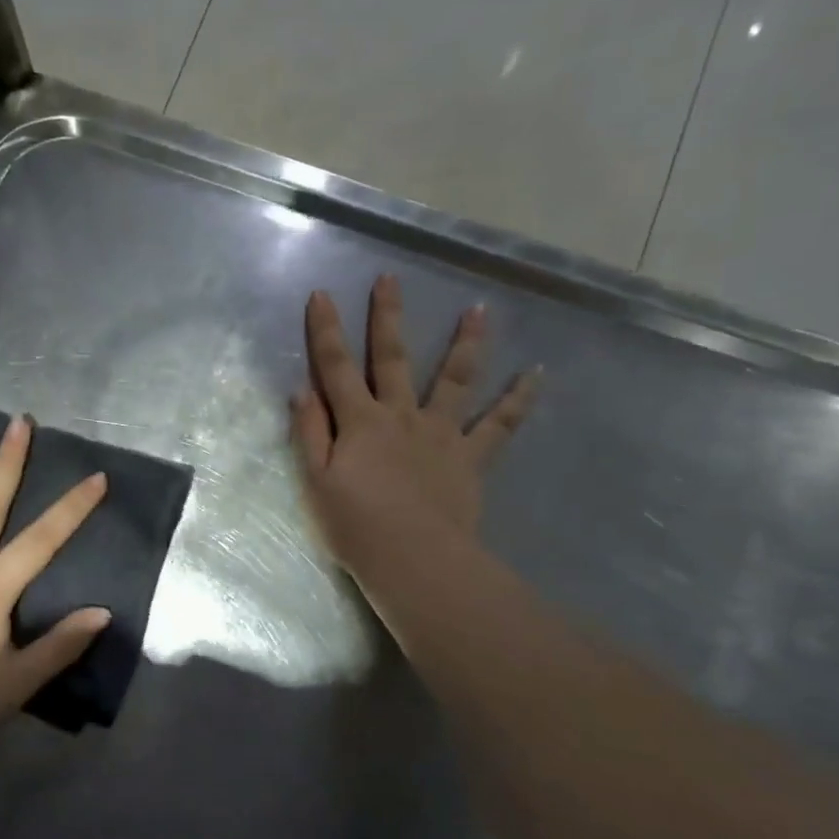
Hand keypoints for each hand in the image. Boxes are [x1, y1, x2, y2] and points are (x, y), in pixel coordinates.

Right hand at [291, 275, 538, 590]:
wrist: (415, 560)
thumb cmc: (356, 526)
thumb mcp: (316, 483)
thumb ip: (310, 434)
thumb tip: (302, 391)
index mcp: (360, 422)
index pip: (336, 368)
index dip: (326, 331)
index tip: (321, 294)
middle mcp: (401, 415)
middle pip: (392, 359)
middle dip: (388, 317)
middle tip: (390, 279)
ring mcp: (441, 433)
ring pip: (454, 379)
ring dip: (466, 342)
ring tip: (480, 310)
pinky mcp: (471, 456)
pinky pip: (501, 424)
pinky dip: (519, 399)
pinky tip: (537, 374)